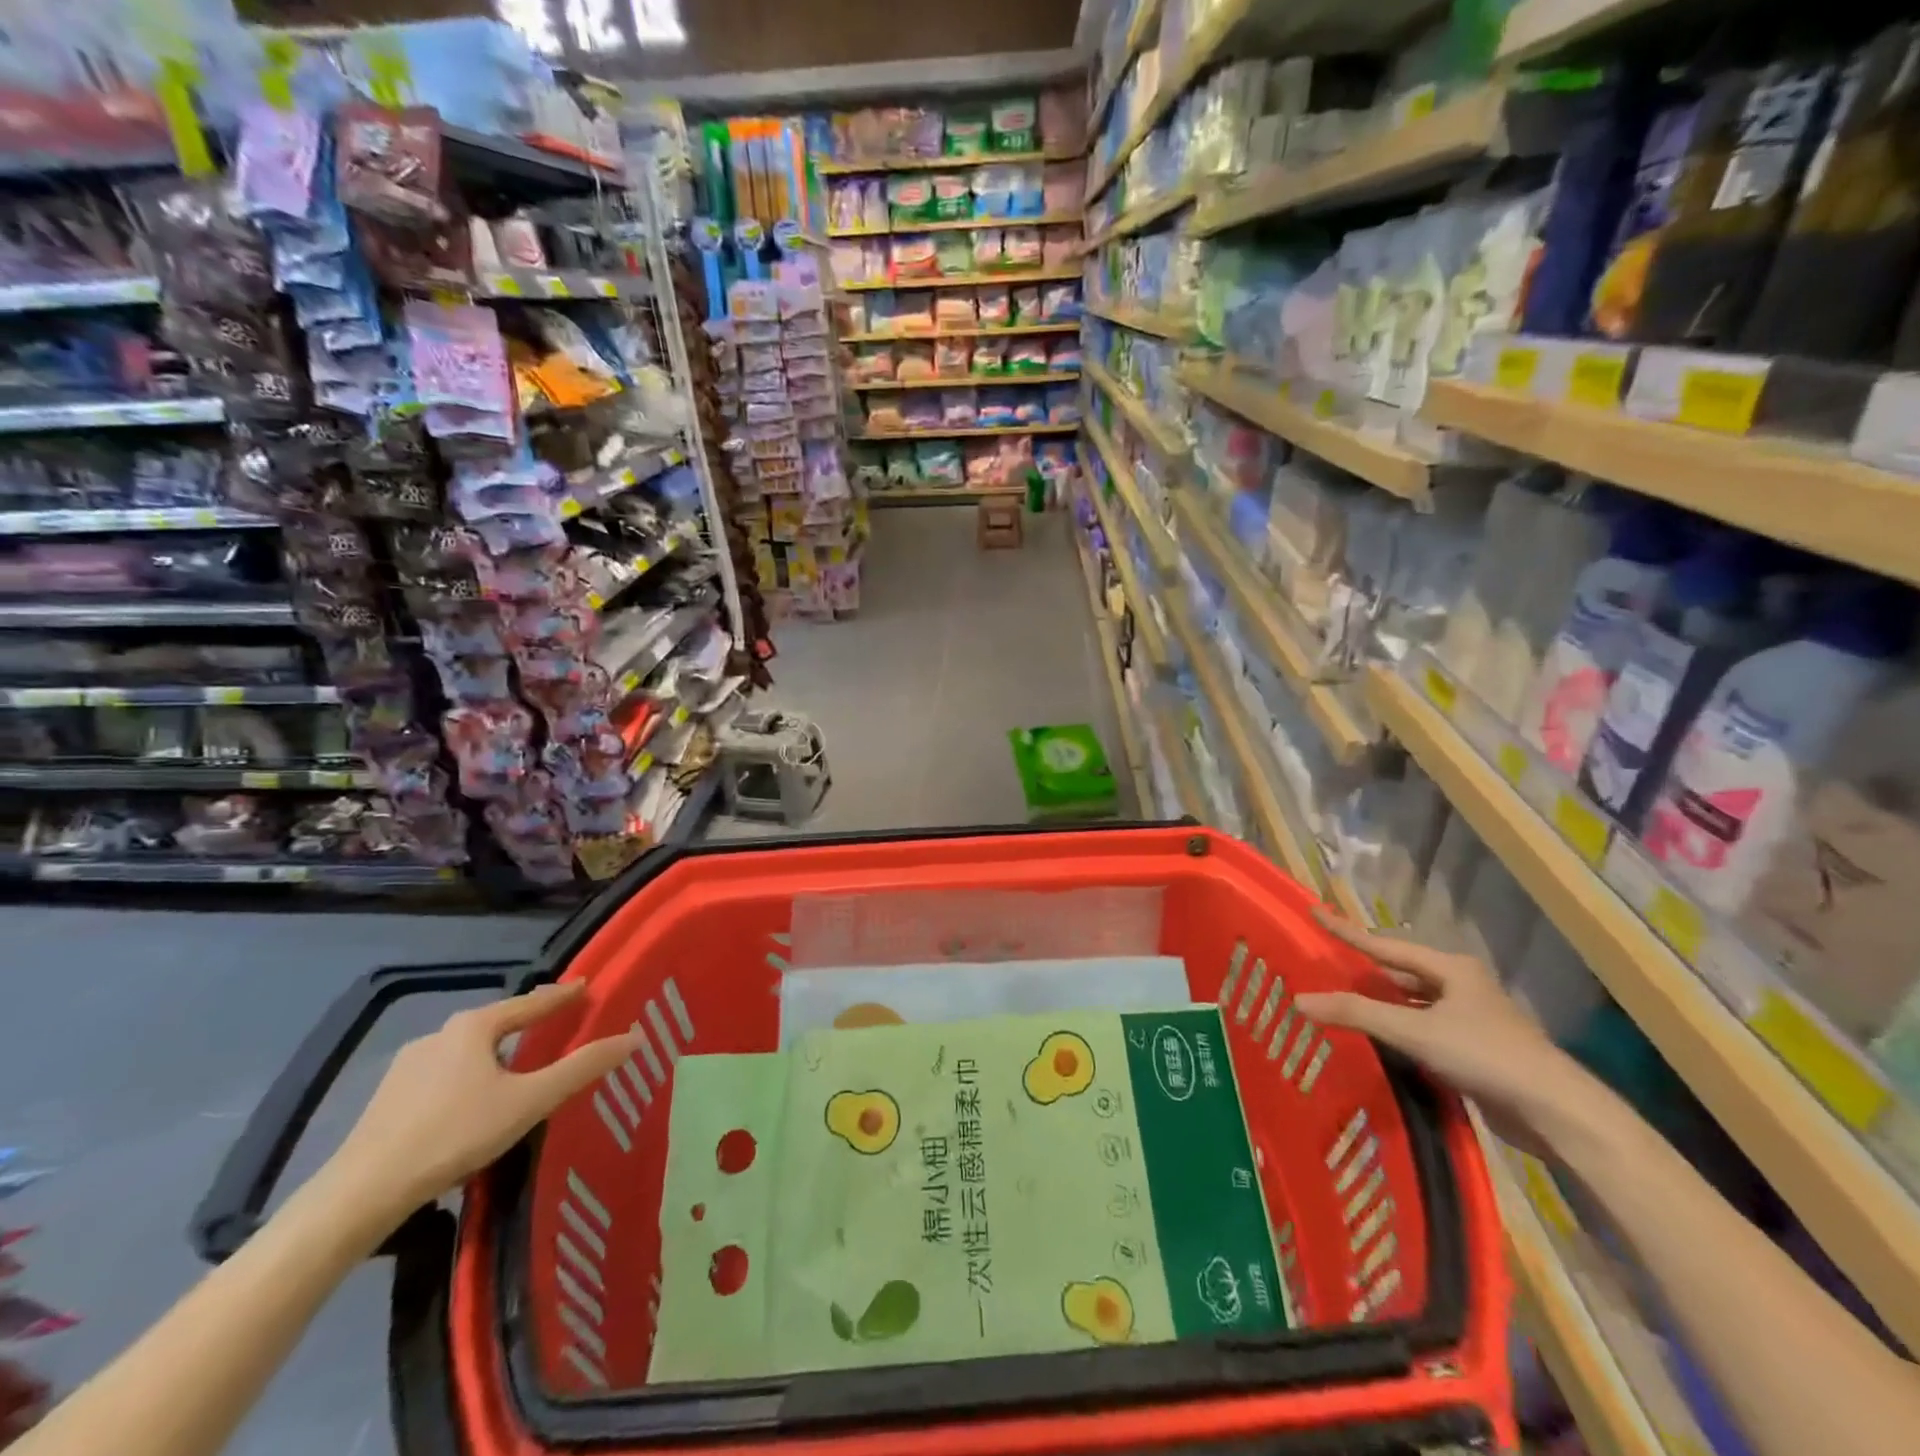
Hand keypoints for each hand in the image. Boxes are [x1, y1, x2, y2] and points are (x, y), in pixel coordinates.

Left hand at [320, 983, 636, 1237]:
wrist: (360, 1194)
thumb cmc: (454, 1134)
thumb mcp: (530, 1101)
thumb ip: (582, 1067)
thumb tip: (635, 1037)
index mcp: (474, 1026)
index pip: (531, 1002)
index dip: (562, 995)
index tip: (586, 987)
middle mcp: (440, 1034)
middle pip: (497, 1022)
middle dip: (528, 1022)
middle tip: (558, 1026)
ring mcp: (408, 1066)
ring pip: (468, 1050)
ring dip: (497, 1052)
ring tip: (520, 1067)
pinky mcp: (388, 1098)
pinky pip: (445, 1074)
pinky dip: (469, 1076)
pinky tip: (474, 1102)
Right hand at [1294, 911, 1605, 1151]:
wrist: (1557, 1113)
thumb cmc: (1486, 1055)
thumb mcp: (1415, 1030)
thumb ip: (1357, 1014)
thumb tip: (1299, 1000)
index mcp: (1451, 968)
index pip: (1385, 945)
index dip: (1347, 931)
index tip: (1315, 913)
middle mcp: (1462, 987)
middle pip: (1401, 972)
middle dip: (1365, 971)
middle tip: (1327, 967)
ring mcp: (1472, 1020)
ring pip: (1413, 1003)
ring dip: (1382, 1004)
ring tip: (1343, 1002)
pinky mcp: (1476, 1051)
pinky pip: (1424, 1030)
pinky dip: (1398, 1031)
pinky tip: (1378, 1041)